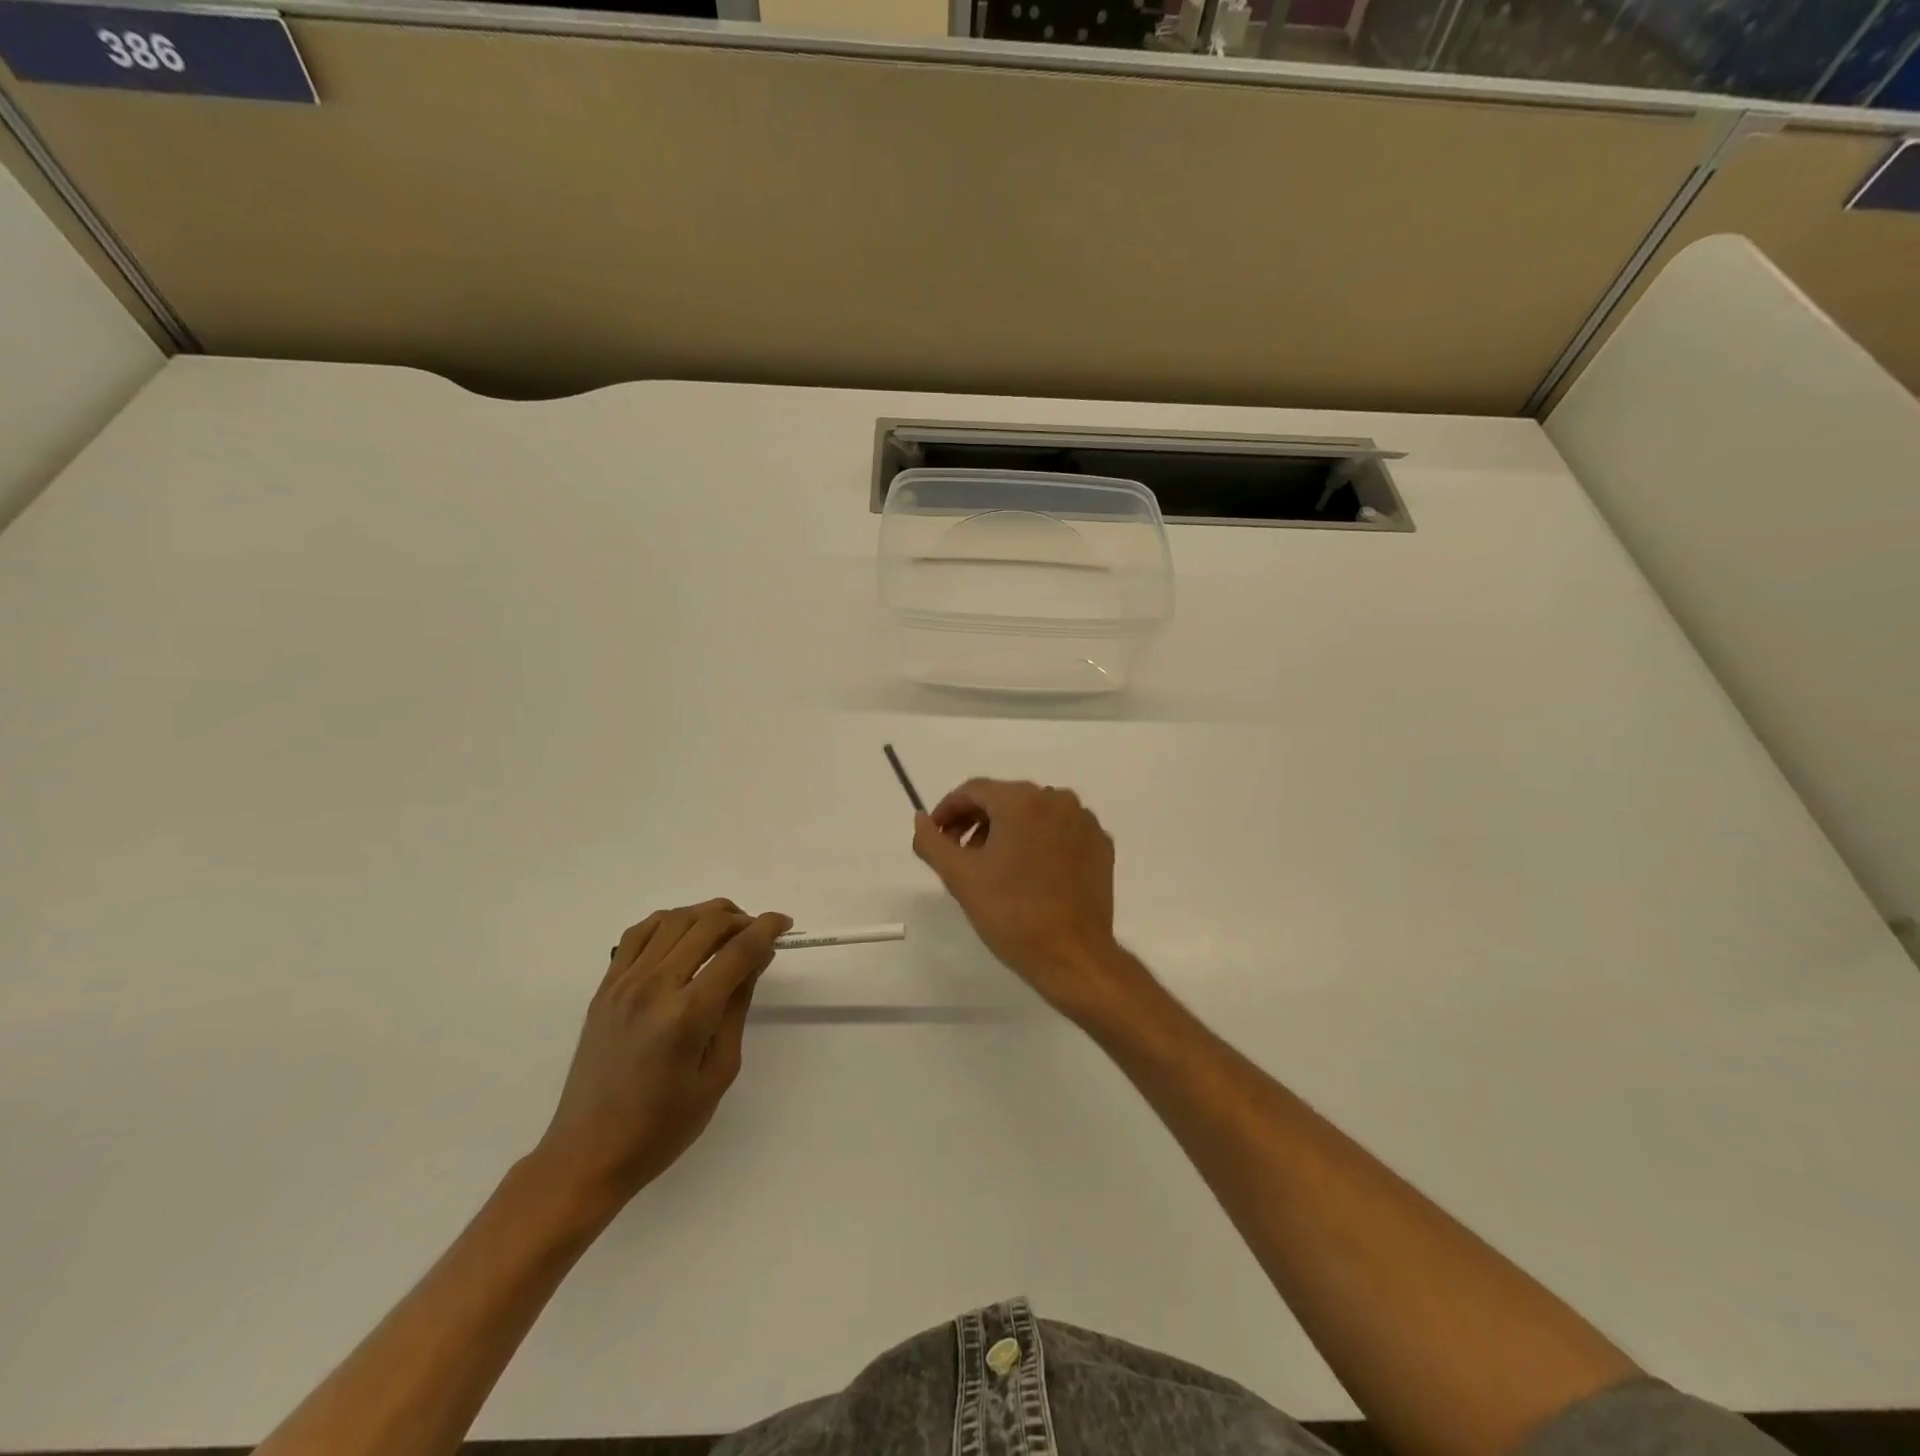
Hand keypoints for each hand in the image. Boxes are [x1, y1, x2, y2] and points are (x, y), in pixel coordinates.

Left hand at [532, 899, 789, 1212]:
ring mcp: (624, 983)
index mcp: (688, 1014)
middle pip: (706, 925)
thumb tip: (755, 959)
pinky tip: (684, 934)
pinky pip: (639, 933)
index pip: (737, 951)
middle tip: (759, 932)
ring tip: (726, 930)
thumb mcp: (719, 1071)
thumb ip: (737, 1007)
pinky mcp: (605, 988)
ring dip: (707, 914)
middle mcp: (654, 987)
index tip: (785, 924)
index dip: (767, 928)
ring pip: (673, 919)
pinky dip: (669, 921)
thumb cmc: (664, 1126)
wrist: (588, 1153)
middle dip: (741, 918)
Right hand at [912, 779, 1137, 1016]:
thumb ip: (931, 841)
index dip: (948, 810)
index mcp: (1022, 800)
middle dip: (977, 822)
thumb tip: (921, 819)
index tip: (936, 836)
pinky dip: (1040, 843)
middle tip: (959, 854)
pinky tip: (1029, 873)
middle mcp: (1057, 799)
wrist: (1072, 955)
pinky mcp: (1101, 846)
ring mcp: (1084, 822)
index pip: (974, 791)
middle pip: (1005, 799)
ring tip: (992, 866)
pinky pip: (1061, 832)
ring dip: (1008, 831)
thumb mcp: (960, 876)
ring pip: (1035, 814)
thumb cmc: (1011, 913)